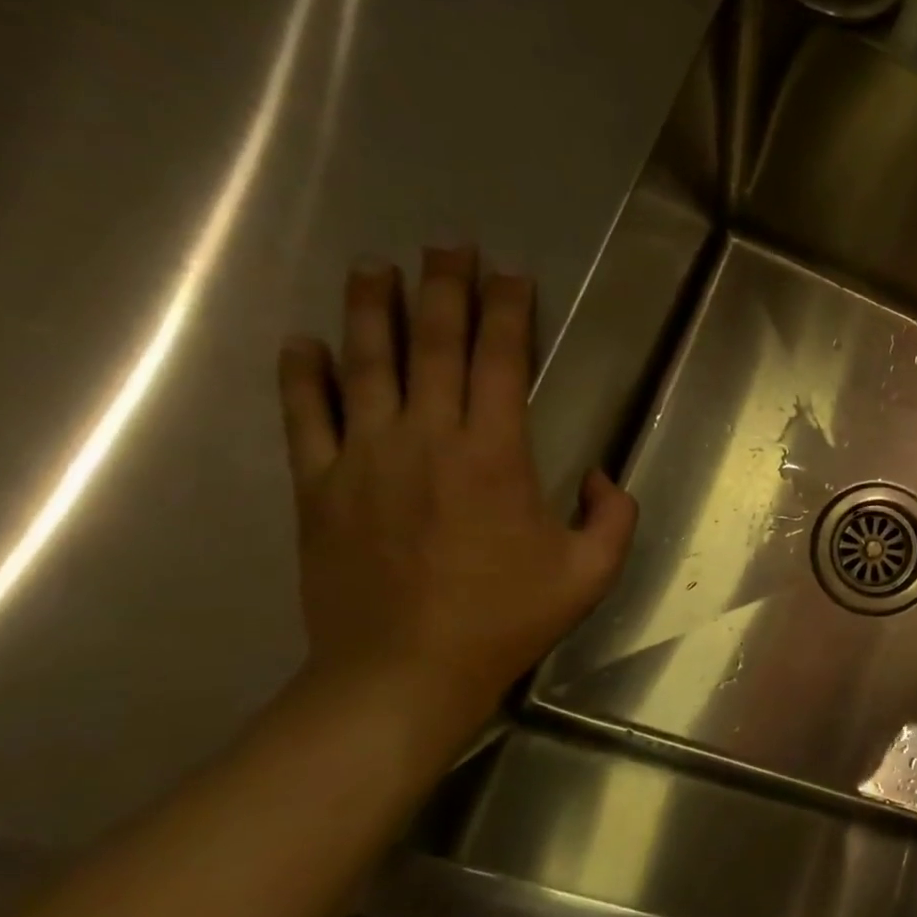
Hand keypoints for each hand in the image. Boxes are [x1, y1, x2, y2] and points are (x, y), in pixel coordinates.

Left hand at [276, 247, 636, 741]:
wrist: (402, 672)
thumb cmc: (506, 619)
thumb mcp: (591, 572)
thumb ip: (614, 516)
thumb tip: (601, 476)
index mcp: (496, 456)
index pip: (501, 363)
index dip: (509, 313)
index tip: (513, 275)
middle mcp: (427, 440)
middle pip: (433, 347)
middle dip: (445, 289)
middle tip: (448, 245)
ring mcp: (364, 459)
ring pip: (365, 365)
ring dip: (371, 311)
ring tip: (375, 267)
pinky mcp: (319, 487)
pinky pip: (305, 417)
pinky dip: (302, 375)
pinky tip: (303, 342)